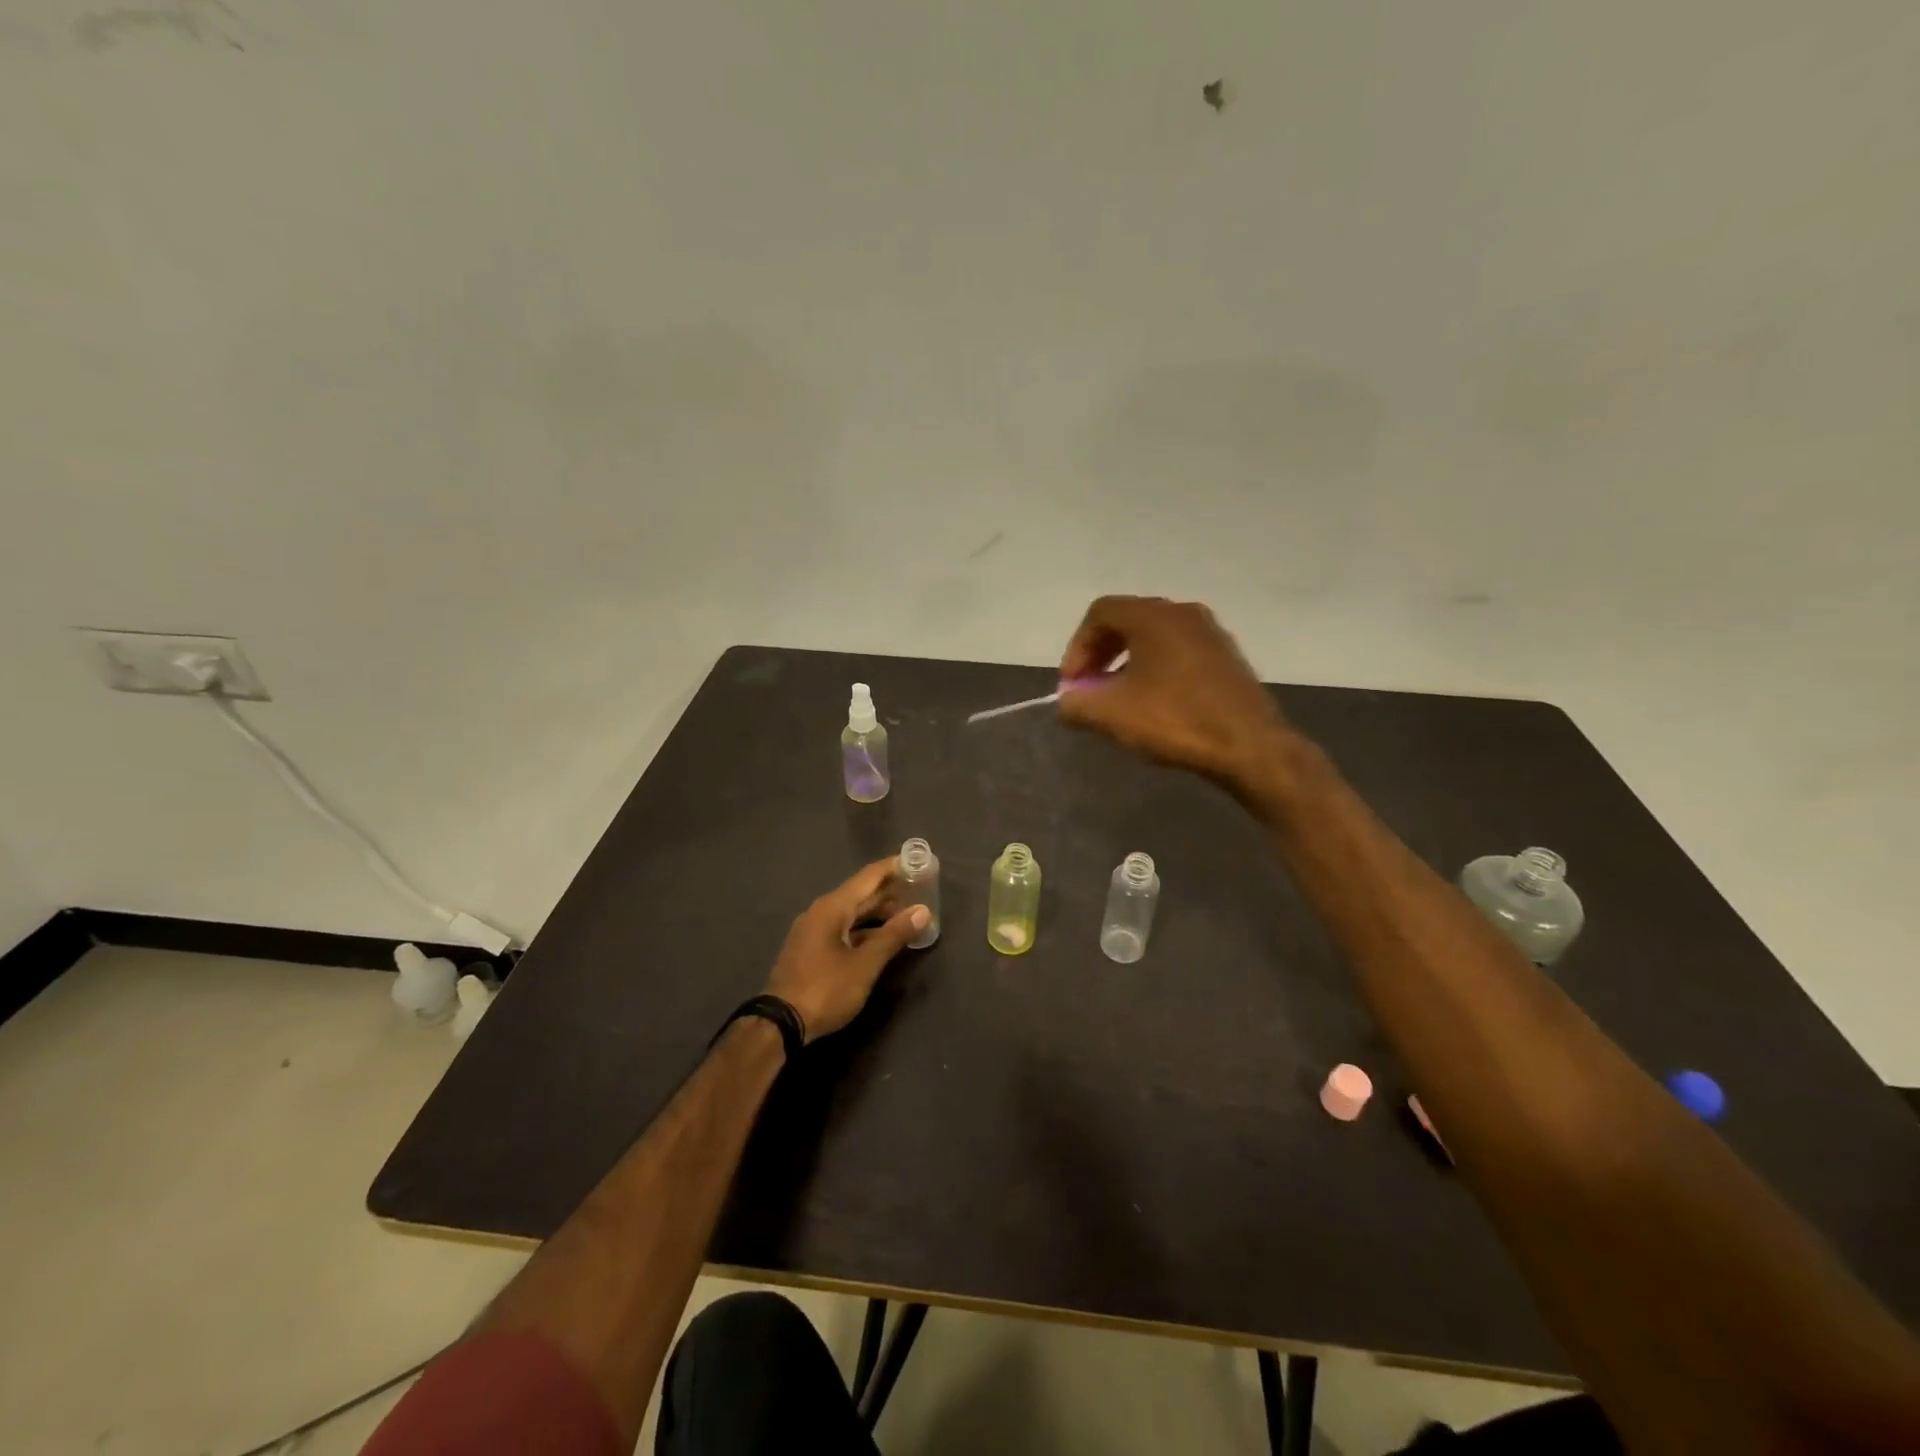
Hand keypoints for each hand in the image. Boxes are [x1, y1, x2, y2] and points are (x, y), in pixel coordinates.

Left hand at [763, 858, 929, 1041]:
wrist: (780, 1023)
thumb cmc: (826, 989)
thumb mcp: (865, 964)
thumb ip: (894, 935)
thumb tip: (922, 911)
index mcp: (832, 907)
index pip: (868, 876)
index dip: (893, 867)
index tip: (917, 861)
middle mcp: (821, 912)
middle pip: (860, 893)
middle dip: (890, 891)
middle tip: (920, 889)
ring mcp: (813, 931)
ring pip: (852, 913)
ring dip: (878, 913)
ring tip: (907, 915)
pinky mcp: (811, 949)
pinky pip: (843, 928)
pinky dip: (864, 929)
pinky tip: (881, 939)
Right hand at [1058, 595, 1292, 786]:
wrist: (1250, 746)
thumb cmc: (1175, 720)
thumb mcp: (1111, 715)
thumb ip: (1075, 704)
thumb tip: (1067, 703)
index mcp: (1153, 616)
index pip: (1100, 613)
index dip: (1077, 647)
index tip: (1072, 684)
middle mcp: (1183, 613)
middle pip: (1127, 620)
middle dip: (1100, 653)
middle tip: (1089, 688)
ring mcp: (1210, 634)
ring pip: (1153, 637)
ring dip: (1126, 662)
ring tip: (1117, 699)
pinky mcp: (1226, 657)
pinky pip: (1177, 652)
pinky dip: (1154, 669)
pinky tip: (1153, 704)